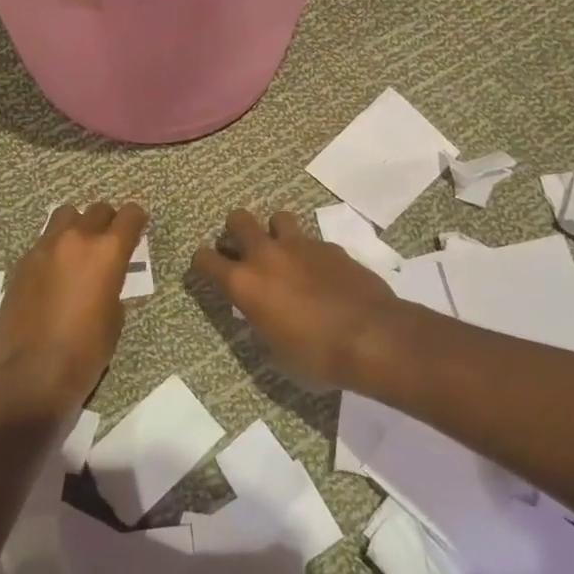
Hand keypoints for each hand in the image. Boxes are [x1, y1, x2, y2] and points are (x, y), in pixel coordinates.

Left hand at [0, 202, 146, 414]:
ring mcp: (43, 249)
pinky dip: (53, 249)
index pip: (129, 215)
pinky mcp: (20, 264)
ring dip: (76, 226)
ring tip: (77, 250)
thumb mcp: (114, 317)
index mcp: (107, 252)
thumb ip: (112, 284)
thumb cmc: (86, 351)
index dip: (137, 220)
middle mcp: (76, 240)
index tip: (137, 229)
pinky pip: (42, 242)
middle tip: (109, 242)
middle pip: (97, 210)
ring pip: (64, 216)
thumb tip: (102, 279)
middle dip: (107, 221)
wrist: (33, 374)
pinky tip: (53, 275)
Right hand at [192, 209, 399, 390]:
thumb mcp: (275, 353)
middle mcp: (266, 255)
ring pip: (277, 217)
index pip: (204, 259)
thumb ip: (261, 326)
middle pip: (238, 220)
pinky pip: (310, 239)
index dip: (202, 264)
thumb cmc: (315, 356)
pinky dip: (308, 251)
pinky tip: (319, 272)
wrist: (372, 337)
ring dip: (274, 232)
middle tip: (244, 253)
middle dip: (235, 232)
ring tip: (283, 254)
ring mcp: (301, 245)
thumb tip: (262, 319)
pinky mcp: (331, 246)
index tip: (207, 272)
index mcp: (244, 283)